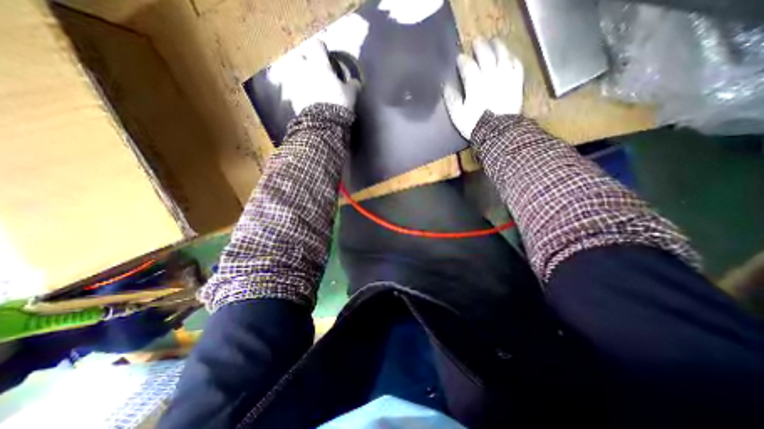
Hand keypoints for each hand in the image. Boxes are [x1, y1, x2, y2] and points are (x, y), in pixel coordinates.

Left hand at [269, 38, 361, 113]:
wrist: (323, 123)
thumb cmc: (338, 103)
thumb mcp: (351, 94)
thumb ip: (352, 85)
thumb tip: (355, 83)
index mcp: (319, 64)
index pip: (318, 46)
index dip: (323, 49)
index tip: (327, 54)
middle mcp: (305, 70)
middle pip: (299, 57)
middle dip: (305, 61)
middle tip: (314, 69)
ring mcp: (297, 85)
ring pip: (294, 75)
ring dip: (301, 77)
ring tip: (310, 86)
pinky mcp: (293, 100)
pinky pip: (295, 92)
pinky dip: (300, 94)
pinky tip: (307, 100)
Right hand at [442, 37, 525, 137]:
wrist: (497, 133)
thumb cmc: (474, 124)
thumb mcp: (457, 115)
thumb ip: (451, 99)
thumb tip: (445, 85)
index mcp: (474, 84)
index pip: (468, 66)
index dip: (462, 60)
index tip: (459, 58)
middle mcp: (491, 76)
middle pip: (486, 55)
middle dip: (480, 47)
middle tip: (476, 42)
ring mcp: (505, 78)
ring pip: (503, 55)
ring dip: (498, 46)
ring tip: (494, 42)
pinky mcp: (516, 84)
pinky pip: (516, 65)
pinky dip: (512, 58)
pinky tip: (509, 56)